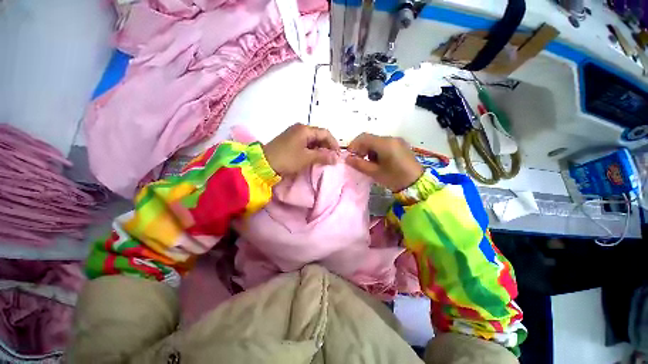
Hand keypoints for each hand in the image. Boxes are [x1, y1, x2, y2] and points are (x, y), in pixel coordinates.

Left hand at [262, 124, 339, 176]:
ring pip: (312, 139)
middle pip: (319, 135)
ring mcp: (294, 133)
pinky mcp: (290, 140)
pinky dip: (312, 149)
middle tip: (332, 158)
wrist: (264, 163)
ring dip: (320, 148)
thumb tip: (336, 158)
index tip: (338, 155)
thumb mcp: (306, 158)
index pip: (325, 133)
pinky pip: (305, 142)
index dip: (334, 144)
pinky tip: (314, 156)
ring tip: (324, 158)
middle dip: (327, 146)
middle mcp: (300, 128)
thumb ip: (323, 156)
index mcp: (305, 129)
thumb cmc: (287, 159)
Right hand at [346, 133, 422, 191]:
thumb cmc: (394, 178)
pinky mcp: (401, 146)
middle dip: (361, 148)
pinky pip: (384, 144)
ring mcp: (397, 141)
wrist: (417, 184)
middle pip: (370, 138)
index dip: (353, 145)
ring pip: (377, 141)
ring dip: (369, 150)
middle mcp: (391, 138)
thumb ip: (359, 164)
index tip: (349, 156)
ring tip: (368, 163)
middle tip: (357, 160)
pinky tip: (378, 162)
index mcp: (385, 143)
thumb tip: (347, 158)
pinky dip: (377, 151)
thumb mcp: (375, 172)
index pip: (363, 137)